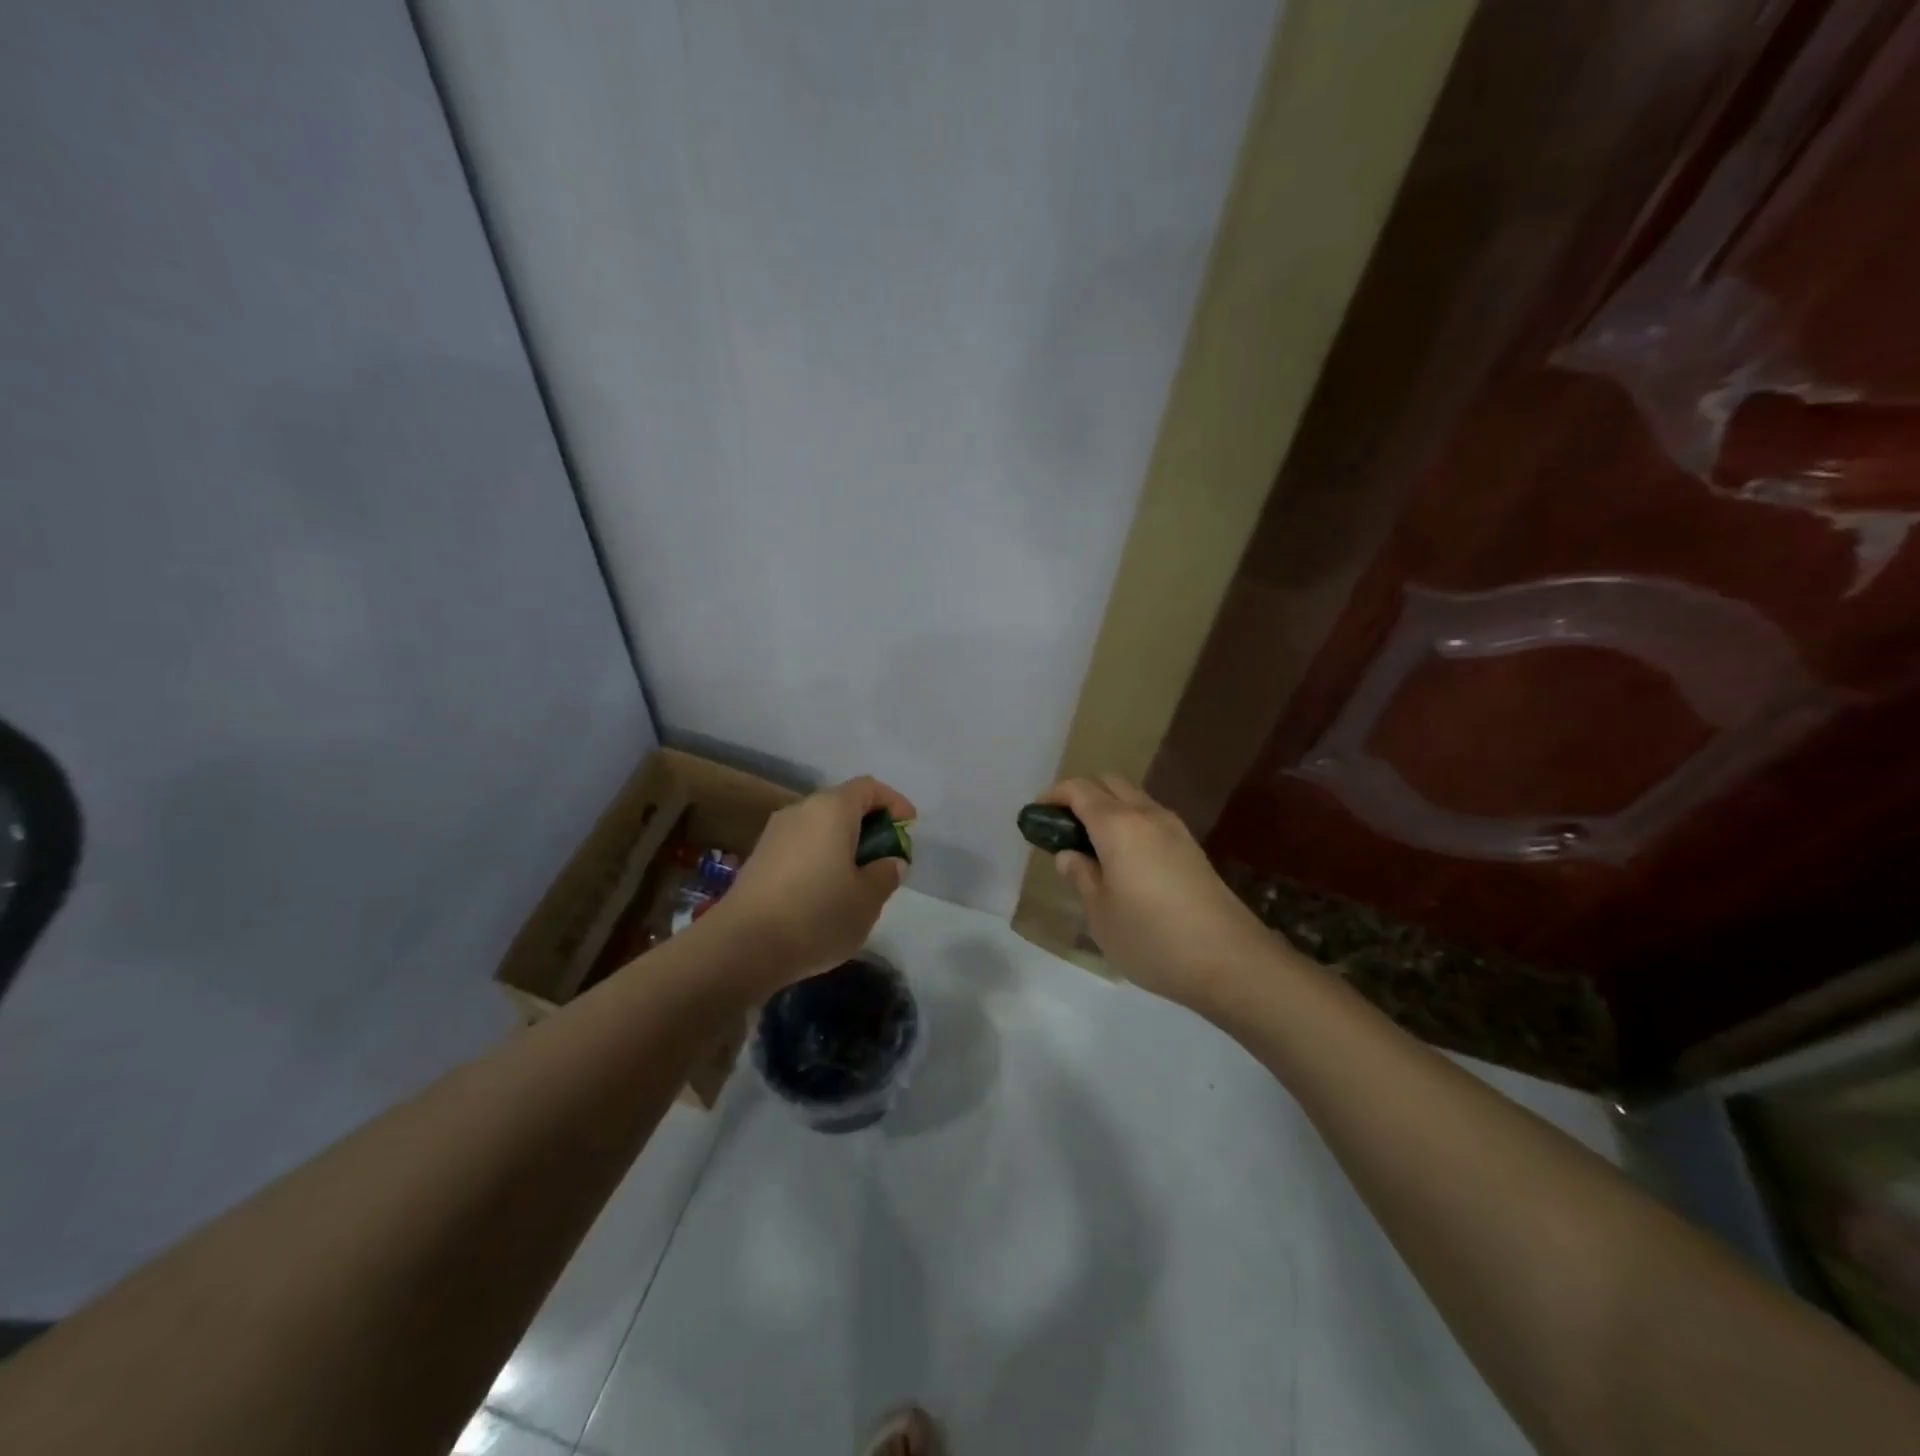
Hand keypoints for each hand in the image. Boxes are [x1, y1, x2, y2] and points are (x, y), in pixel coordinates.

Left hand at [712, 775, 915, 990]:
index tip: (909, 828)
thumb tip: (890, 862)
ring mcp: (774, 833)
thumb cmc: (817, 915)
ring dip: (843, 844)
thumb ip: (886, 874)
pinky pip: (800, 846)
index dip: (894, 803)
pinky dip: (820, 858)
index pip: (869, 788)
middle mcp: (801, 810)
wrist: (742, 946)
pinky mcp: (758, 858)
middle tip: (886, 858)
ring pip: (820, 827)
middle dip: (869, 826)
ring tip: (858, 880)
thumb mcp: (868, 899)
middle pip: (842, 805)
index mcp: (831, 809)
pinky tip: (825, 893)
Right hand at [1041, 775, 1272, 1009]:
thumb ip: (1081, 876)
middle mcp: (1147, 815)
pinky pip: (1151, 819)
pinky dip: (1129, 824)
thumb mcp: (1100, 914)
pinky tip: (1124, 860)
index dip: (1053, 795)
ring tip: (1091, 846)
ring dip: (1108, 809)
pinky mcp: (1192, 848)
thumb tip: (1069, 855)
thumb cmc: (1152, 938)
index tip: (1036, 814)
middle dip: (1081, 795)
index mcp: (1118, 825)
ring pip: (1133, 799)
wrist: (1230, 961)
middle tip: (1063, 828)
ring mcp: (1175, 829)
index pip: (1079, 790)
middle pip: (1109, 783)